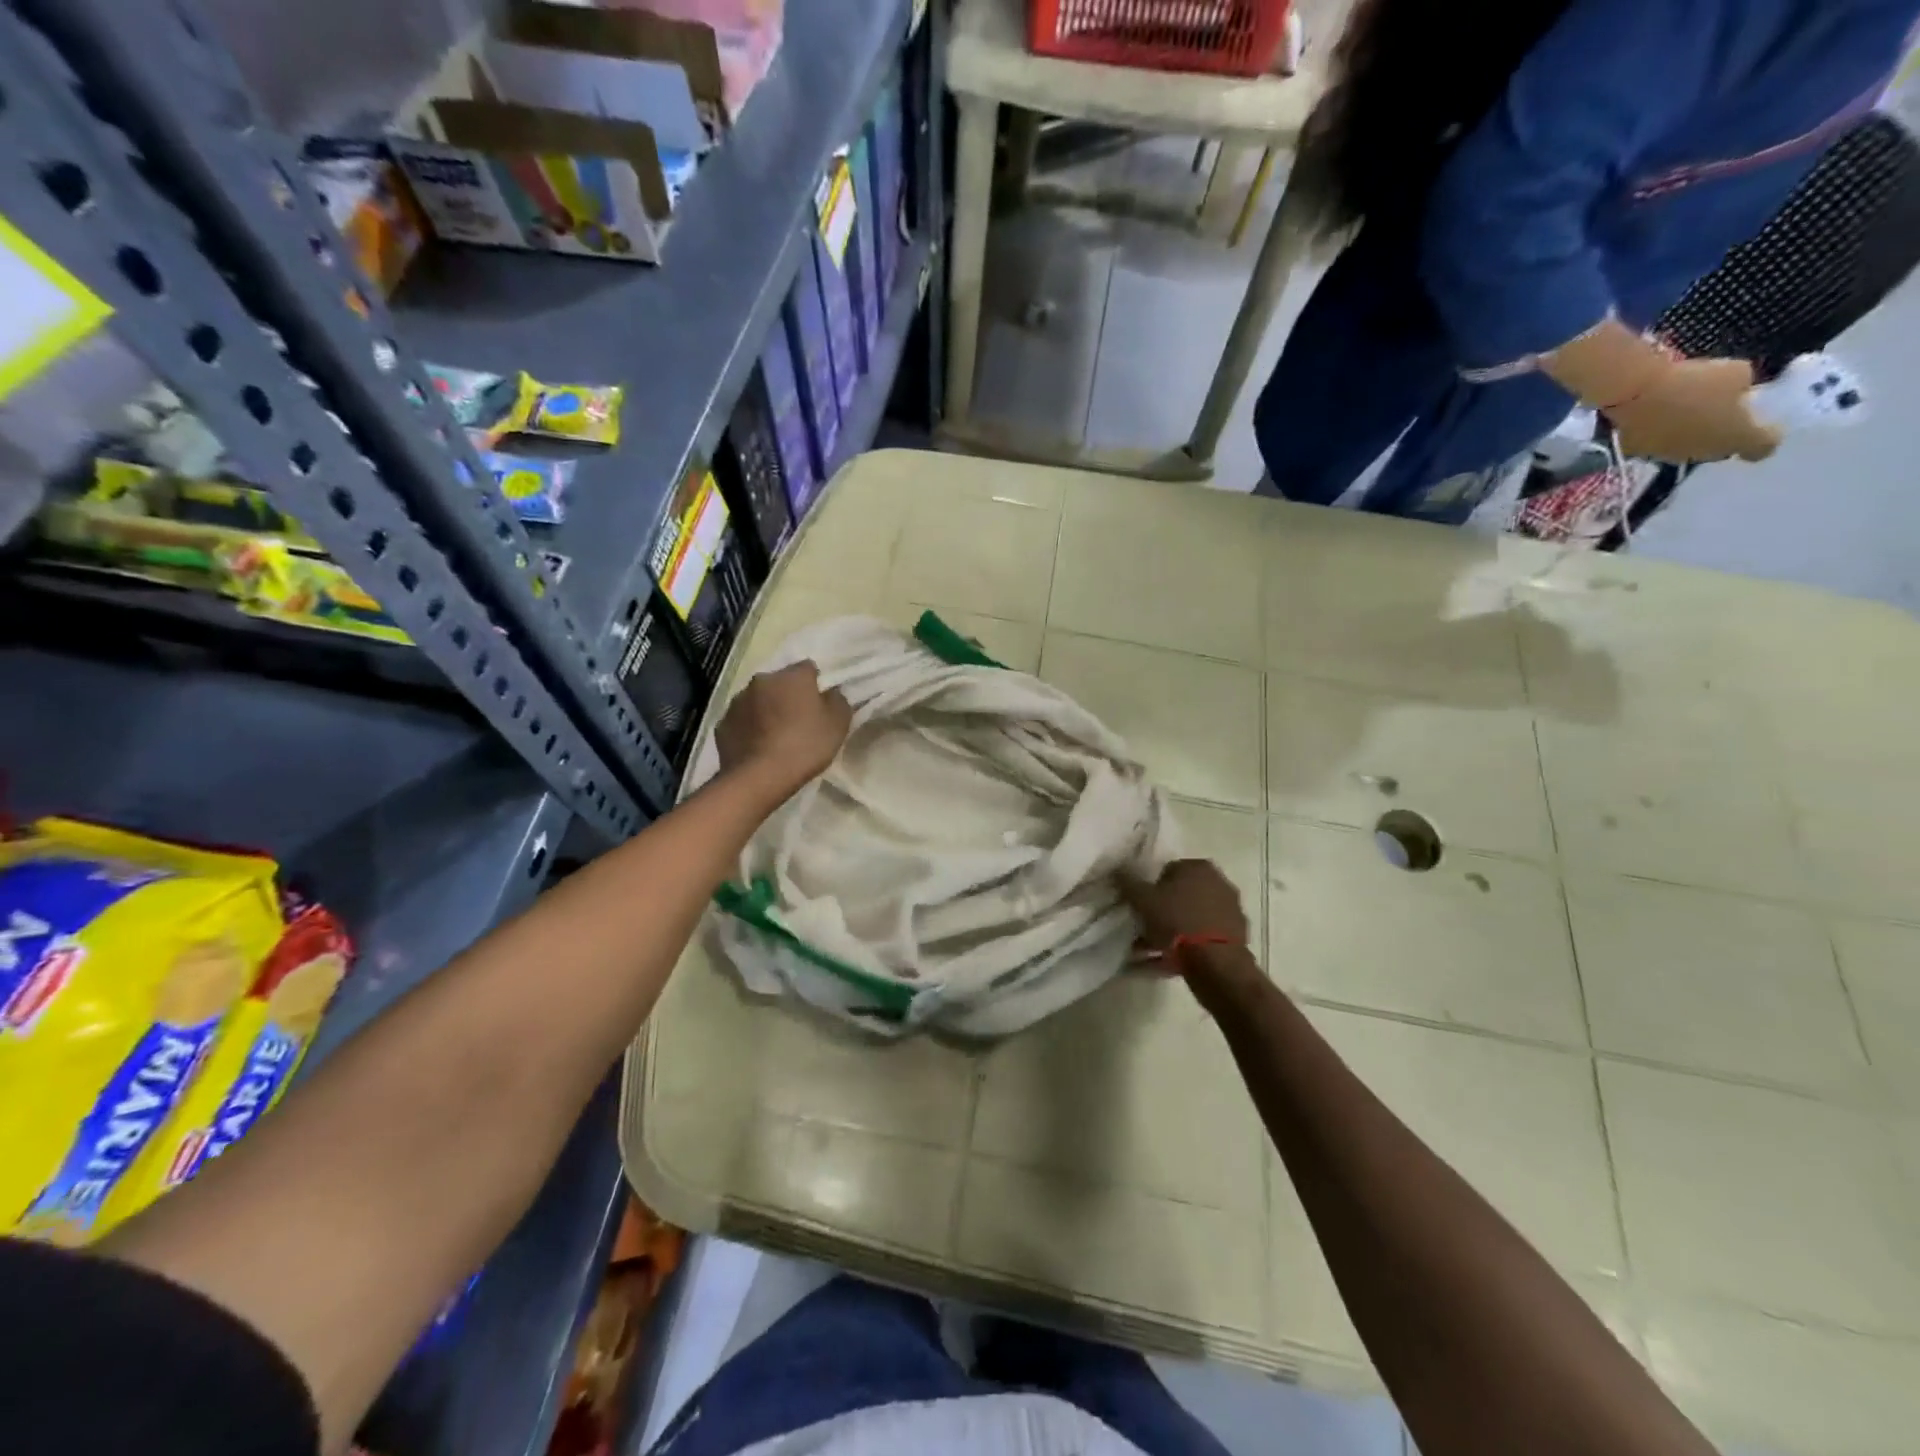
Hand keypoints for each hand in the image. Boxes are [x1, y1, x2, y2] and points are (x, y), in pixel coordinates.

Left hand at [715, 661, 852, 797]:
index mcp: (792, 676)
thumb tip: (831, 692)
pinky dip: (749, 728)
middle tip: (798, 720)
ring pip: (758, 700)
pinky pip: (741, 720)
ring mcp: (738, 701)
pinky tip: (758, 747)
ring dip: (767, 710)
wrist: (759, 777)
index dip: (815, 685)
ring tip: (775, 736)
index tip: (820, 704)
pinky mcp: (722, 723)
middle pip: (779, 682)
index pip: (808, 668)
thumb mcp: (838, 724)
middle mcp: (762, 680)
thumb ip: (838, 701)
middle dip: (788, 696)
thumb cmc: (805, 746)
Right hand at [1118, 859, 1248, 954]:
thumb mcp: (1143, 899)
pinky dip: (1188, 947)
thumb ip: (1128, 882)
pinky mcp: (1236, 936)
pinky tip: (1170, 962)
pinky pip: (1203, 938)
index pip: (1167, 871)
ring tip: (1151, 951)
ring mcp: (1230, 910)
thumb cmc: (1176, 922)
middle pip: (1182, 895)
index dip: (1150, 889)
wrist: (1216, 962)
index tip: (1141, 907)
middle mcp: (1219, 883)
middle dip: (1163, 912)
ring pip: (1192, 919)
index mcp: (1199, 867)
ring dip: (1173, 932)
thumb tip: (1117, 869)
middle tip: (1144, 928)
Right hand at [1606, 358, 1781, 463]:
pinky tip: (1656, 416)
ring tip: (1684, 412)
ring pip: (1687, 448)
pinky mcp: (1638, 452)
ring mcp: (1668, 455)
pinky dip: (1660, 433)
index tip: (1764, 425)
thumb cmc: (1694, 382)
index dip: (1766, 437)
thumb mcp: (1736, 372)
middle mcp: (1704, 454)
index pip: (1763, 447)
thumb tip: (1735, 392)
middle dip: (1723, 433)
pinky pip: (1657, 443)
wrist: (1635, 393)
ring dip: (1691, 434)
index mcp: (1738, 437)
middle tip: (1720, 412)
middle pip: (1722, 449)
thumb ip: (1742, 388)